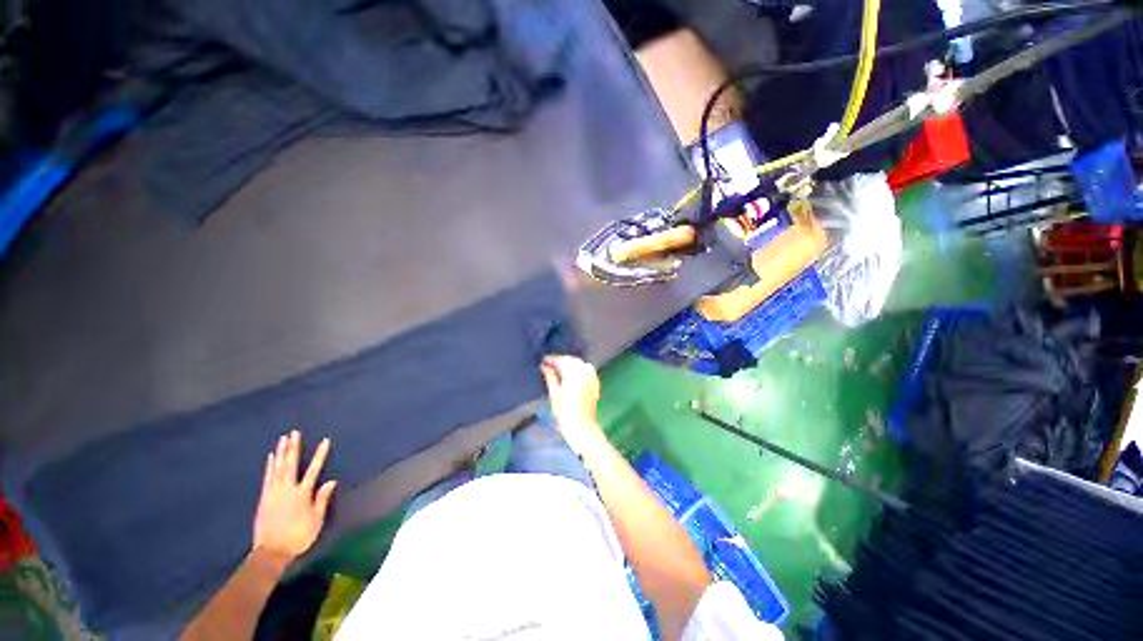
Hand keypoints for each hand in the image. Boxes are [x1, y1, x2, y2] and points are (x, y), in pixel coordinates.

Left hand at [252, 430, 336, 565]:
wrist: (271, 551)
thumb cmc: (298, 536)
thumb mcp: (316, 520)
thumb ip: (322, 499)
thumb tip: (331, 481)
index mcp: (302, 494)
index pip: (314, 469)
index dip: (320, 454)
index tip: (325, 440)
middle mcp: (287, 489)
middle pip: (291, 464)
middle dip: (293, 447)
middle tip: (294, 433)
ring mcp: (273, 492)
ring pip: (277, 468)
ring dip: (280, 453)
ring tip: (282, 439)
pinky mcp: (264, 497)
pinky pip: (267, 477)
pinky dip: (269, 466)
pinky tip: (270, 458)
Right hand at [540, 355, 603, 449]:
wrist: (582, 427)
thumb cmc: (565, 412)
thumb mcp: (554, 393)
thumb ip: (550, 377)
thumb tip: (544, 366)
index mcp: (575, 373)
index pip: (562, 360)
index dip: (552, 359)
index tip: (543, 360)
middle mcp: (585, 372)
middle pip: (571, 360)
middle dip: (560, 361)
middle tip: (548, 364)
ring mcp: (592, 377)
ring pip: (579, 364)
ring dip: (569, 364)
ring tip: (557, 369)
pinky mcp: (595, 383)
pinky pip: (585, 369)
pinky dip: (577, 368)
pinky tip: (569, 374)